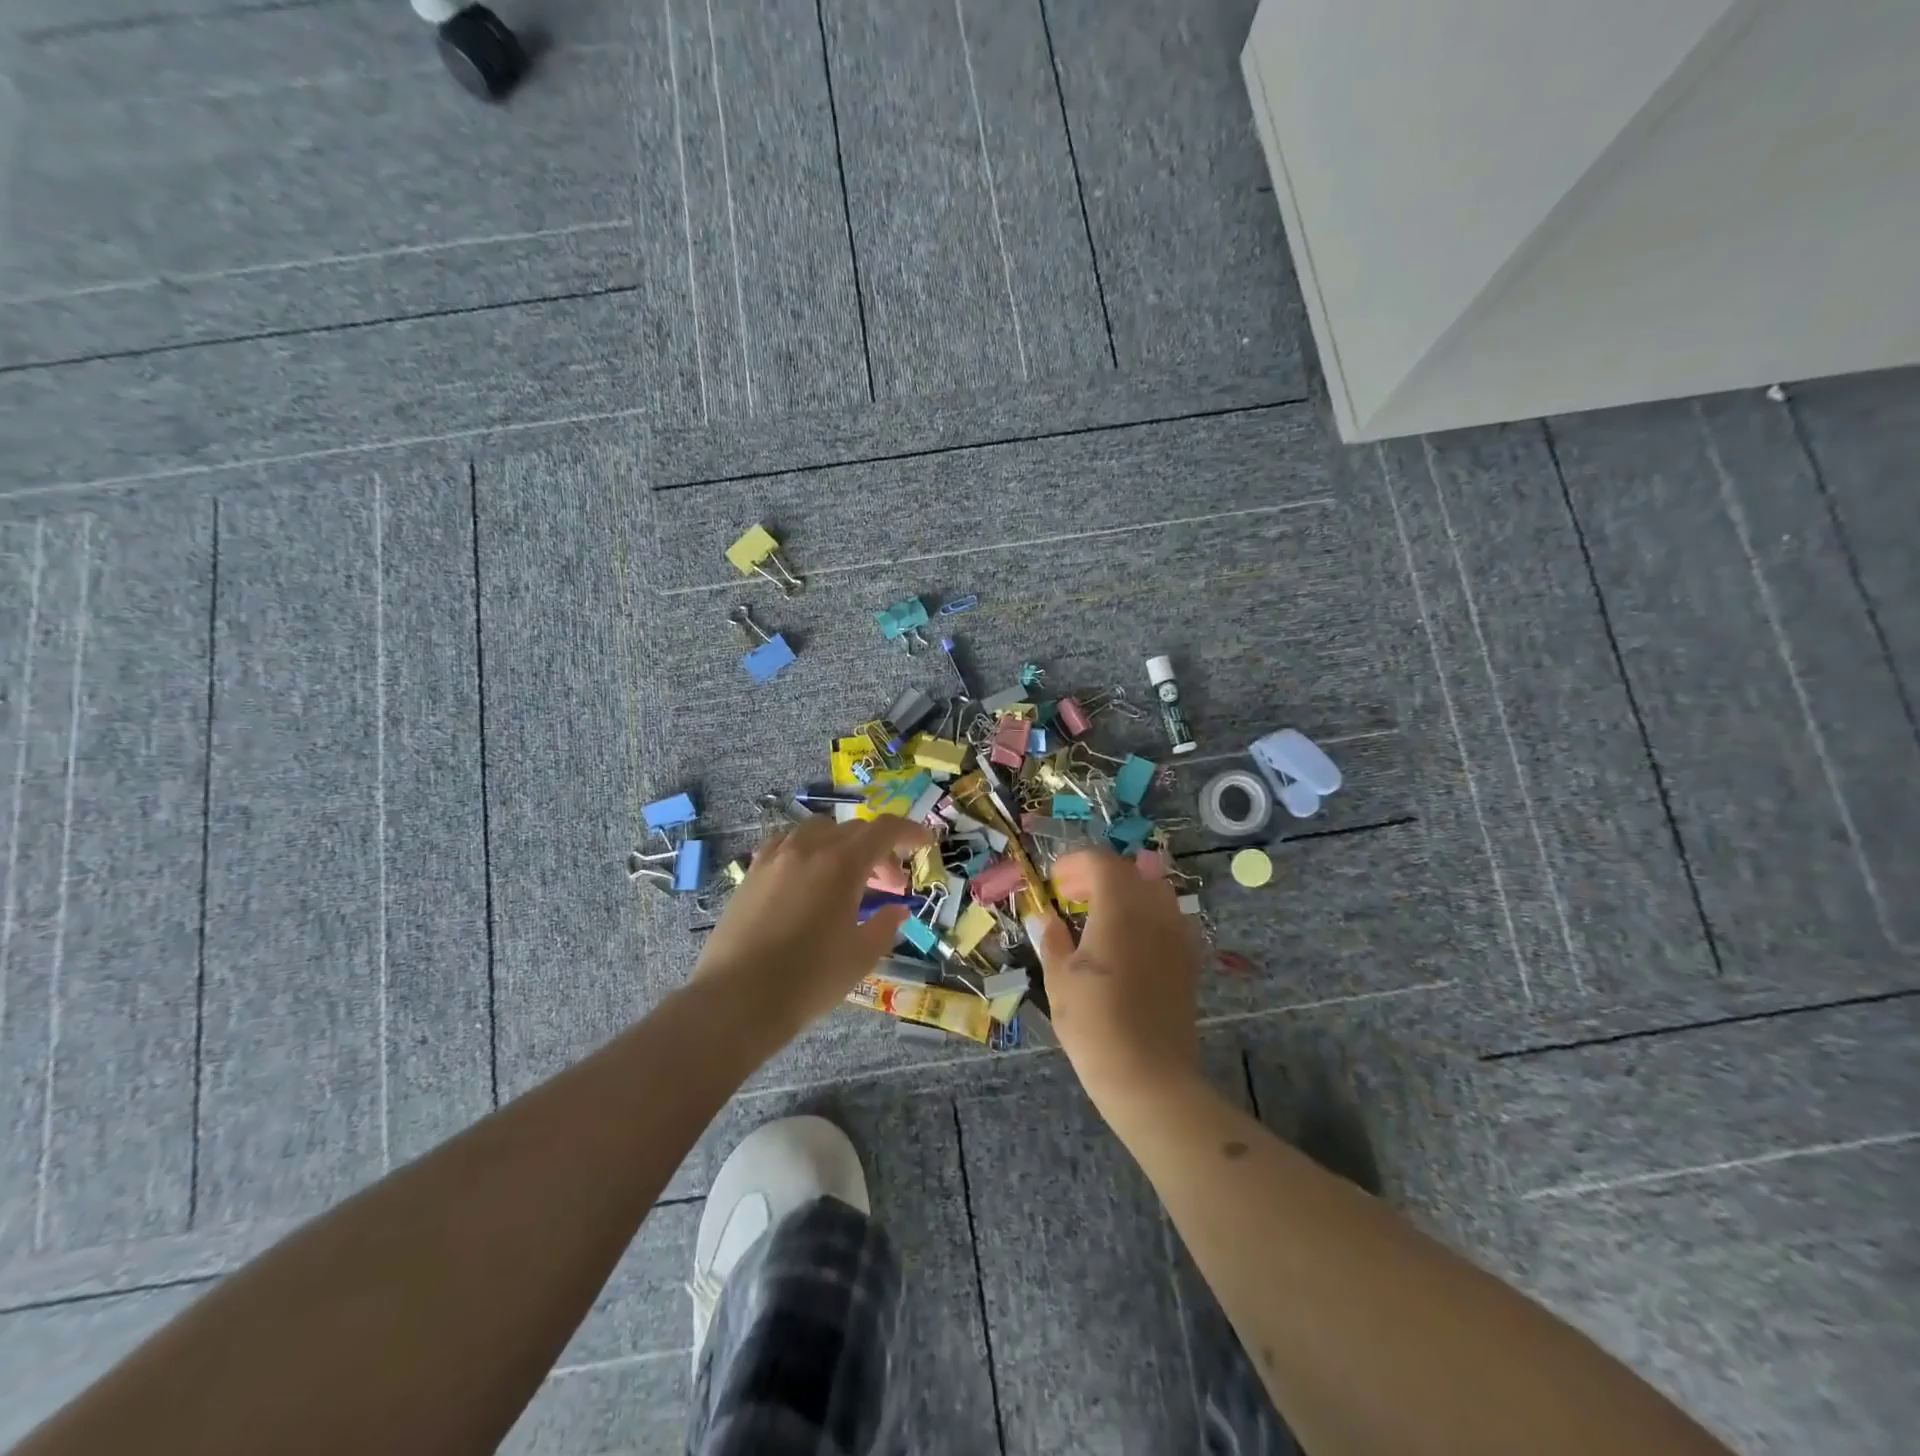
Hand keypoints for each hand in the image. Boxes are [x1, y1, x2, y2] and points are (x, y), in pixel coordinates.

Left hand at [691, 815, 932, 1040]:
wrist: (736, 1000)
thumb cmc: (808, 980)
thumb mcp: (860, 956)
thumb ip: (884, 926)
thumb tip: (896, 910)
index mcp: (842, 863)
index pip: (885, 830)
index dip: (910, 832)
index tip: (925, 844)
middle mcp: (809, 848)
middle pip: (854, 830)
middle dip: (879, 851)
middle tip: (889, 885)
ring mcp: (776, 857)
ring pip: (819, 831)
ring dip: (843, 845)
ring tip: (847, 878)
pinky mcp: (752, 872)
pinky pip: (788, 844)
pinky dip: (809, 850)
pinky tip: (809, 878)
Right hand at [1028, 847, 1202, 1108]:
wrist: (1148, 1075)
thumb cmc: (1093, 1023)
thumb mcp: (1059, 978)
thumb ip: (1053, 939)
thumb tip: (1046, 918)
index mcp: (1119, 908)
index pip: (1102, 862)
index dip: (1076, 863)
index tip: (1055, 880)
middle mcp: (1154, 911)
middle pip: (1131, 871)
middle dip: (1099, 874)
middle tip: (1072, 895)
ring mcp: (1177, 935)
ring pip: (1155, 891)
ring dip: (1126, 891)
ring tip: (1100, 913)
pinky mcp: (1189, 959)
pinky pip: (1170, 918)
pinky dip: (1148, 915)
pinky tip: (1129, 939)